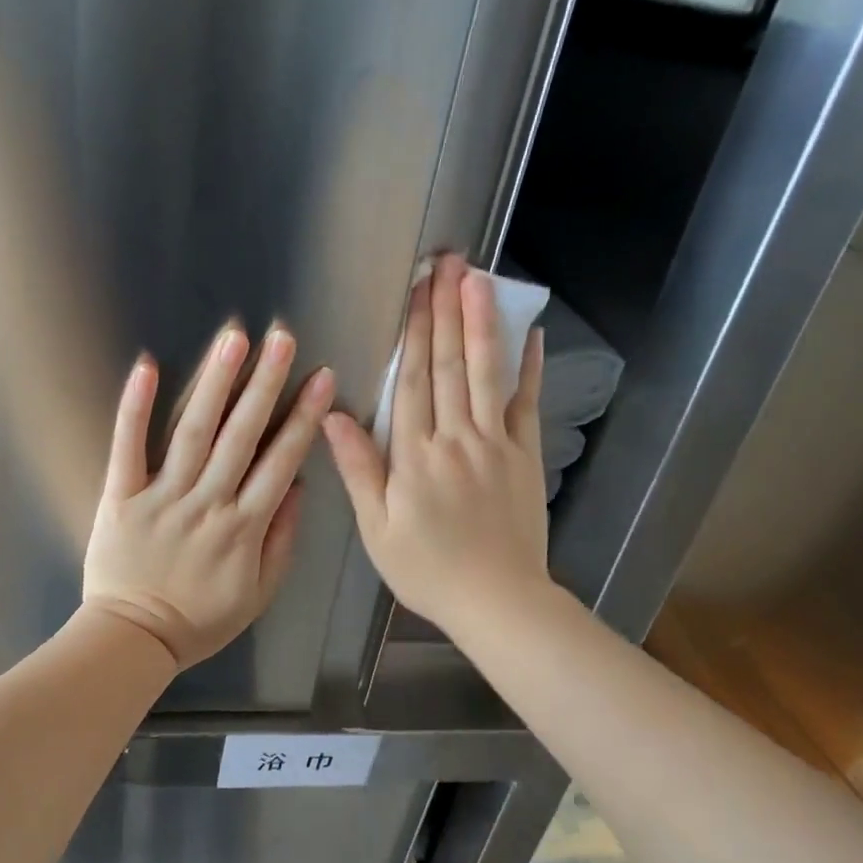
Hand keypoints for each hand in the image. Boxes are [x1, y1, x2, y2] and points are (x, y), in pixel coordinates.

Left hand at [83, 323, 335, 668]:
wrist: (132, 639)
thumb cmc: (201, 620)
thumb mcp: (259, 594)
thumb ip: (282, 540)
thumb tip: (298, 486)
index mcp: (244, 527)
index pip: (281, 461)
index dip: (303, 417)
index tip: (321, 377)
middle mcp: (207, 503)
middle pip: (241, 436)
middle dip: (265, 384)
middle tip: (281, 338)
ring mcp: (161, 497)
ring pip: (193, 432)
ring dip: (214, 383)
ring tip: (232, 340)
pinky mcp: (119, 497)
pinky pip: (127, 448)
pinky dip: (136, 408)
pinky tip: (148, 367)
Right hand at [323, 256, 549, 636]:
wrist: (498, 600)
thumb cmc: (428, 569)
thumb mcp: (377, 528)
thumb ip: (358, 469)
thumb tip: (333, 416)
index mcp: (415, 456)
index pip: (411, 381)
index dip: (412, 331)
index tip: (413, 289)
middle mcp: (456, 438)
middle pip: (449, 365)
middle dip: (445, 310)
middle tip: (446, 262)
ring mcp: (496, 444)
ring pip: (486, 373)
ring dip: (481, 323)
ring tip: (479, 279)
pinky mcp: (525, 456)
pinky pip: (527, 404)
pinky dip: (529, 368)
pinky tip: (530, 334)